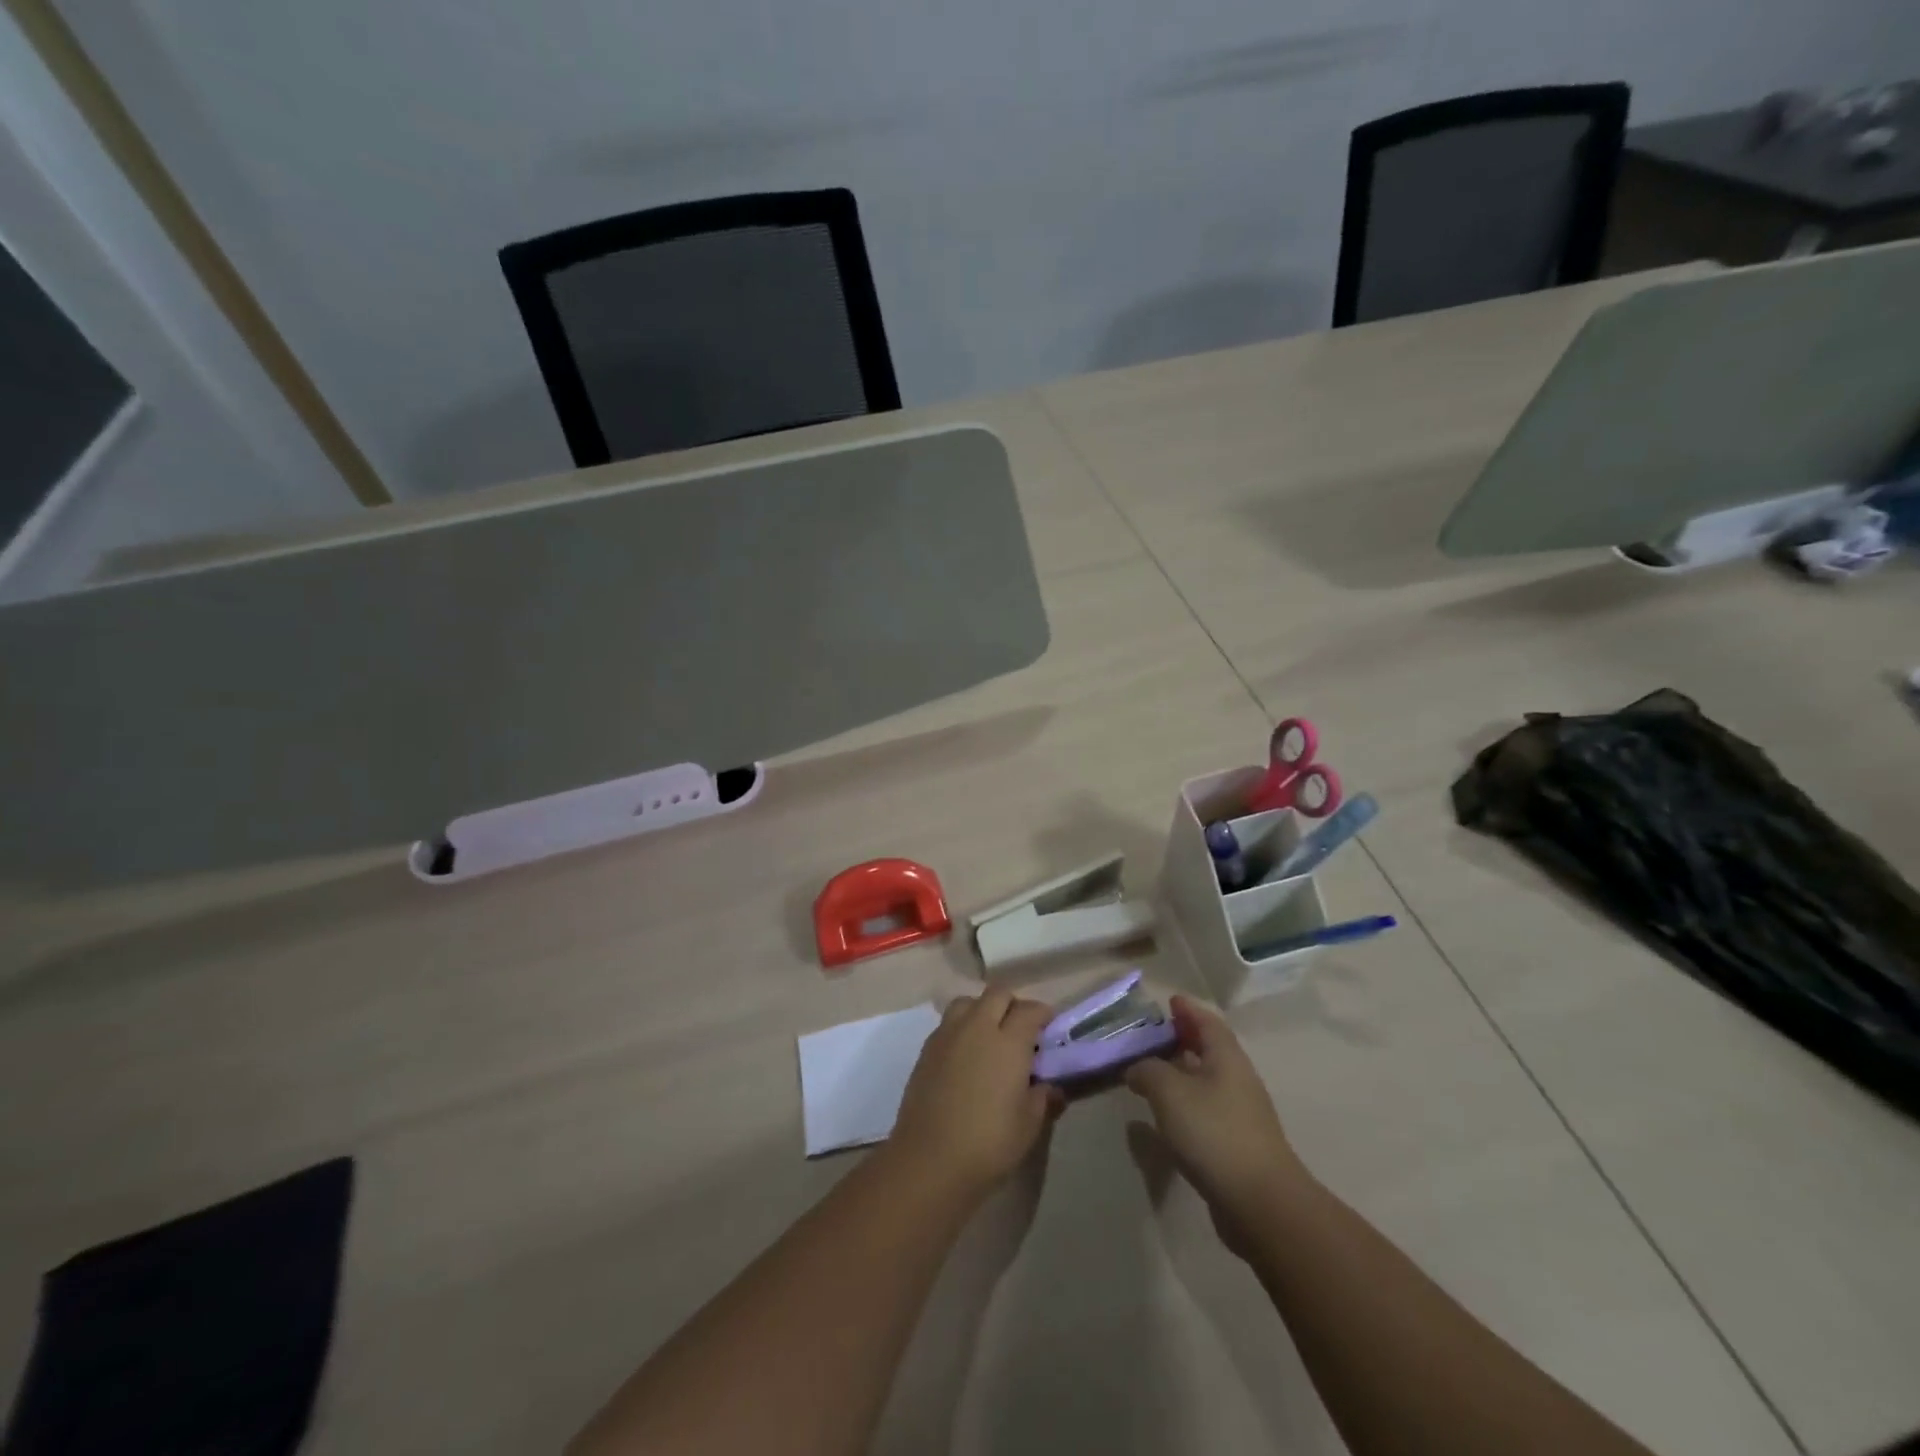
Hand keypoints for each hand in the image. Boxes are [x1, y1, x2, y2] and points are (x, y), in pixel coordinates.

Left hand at [888, 988, 1062, 1204]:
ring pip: (968, 1002)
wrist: (929, 1159)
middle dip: (1013, 1004)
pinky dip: (962, 1028)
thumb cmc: (988, 1143)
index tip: (1049, 1027)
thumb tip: (1052, 1087)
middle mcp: (978, 1027)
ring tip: (989, 1037)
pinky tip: (966, 1055)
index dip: (1043, 1014)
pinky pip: (948, 1023)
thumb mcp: (1028, 1125)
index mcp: (1008, 1041)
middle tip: (1021, 1030)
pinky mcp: (927, 1049)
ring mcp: (948, 1035)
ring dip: (982, 1009)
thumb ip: (1043, 1099)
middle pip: (998, 994)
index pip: (1030, 1010)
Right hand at [1126, 996, 1310, 1254]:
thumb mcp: (1169, 1091)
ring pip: (1206, 1080)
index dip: (1187, 1009)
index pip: (1206, 1021)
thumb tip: (1135, 1067)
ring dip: (1181, 1072)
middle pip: (1209, 1049)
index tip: (1168, 1000)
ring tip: (1151, 1072)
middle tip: (1152, 1035)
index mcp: (1226, 1057)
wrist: (1260, 1203)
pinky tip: (1164, 1115)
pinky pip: (1205, 1109)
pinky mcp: (1236, 1144)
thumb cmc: (1214, 1133)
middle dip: (1183, 1038)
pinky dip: (1184, 1102)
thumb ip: (1147, 1070)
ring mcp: (1240, 1113)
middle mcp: (1237, 1079)